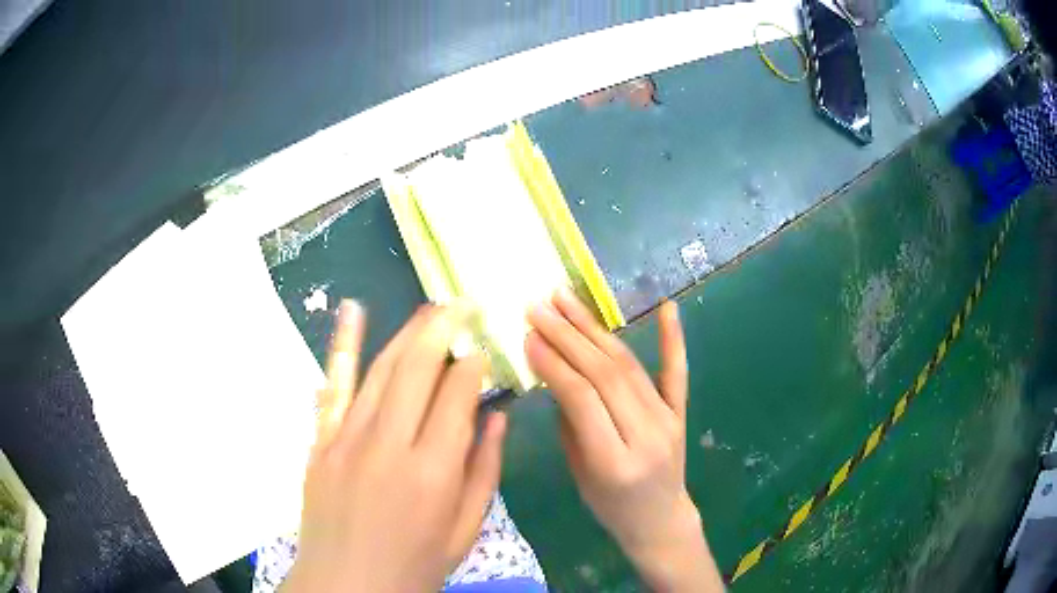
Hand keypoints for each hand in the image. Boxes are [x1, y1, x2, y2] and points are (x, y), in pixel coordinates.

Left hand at [284, 301, 506, 592]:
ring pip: (382, 368)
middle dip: (445, 327)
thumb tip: (498, 417)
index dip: (474, 365)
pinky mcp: (321, 440)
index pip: (457, 395)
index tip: (484, 350)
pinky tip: (352, 310)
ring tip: (432, 305)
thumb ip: (484, 471)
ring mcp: (348, 438)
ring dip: (409, 331)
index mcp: (434, 472)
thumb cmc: (414, 565)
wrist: (346, 584)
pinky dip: (343, 344)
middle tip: (464, 303)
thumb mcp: (465, 530)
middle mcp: (390, 445)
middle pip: (419, 367)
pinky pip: (333, 384)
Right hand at [525, 290, 722, 591]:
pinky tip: (668, 307)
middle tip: (540, 306)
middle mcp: (646, 435)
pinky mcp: (680, 413)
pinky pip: (677, 372)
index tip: (529, 334)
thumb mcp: (579, 475)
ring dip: (595, 328)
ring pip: (629, 366)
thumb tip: (555, 373)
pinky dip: (672, 339)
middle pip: (605, 374)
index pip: (582, 398)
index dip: (554, 363)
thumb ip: (571, 424)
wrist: (660, 521)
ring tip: (567, 300)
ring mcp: (668, 421)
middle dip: (568, 335)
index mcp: (614, 460)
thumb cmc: (611, 507)